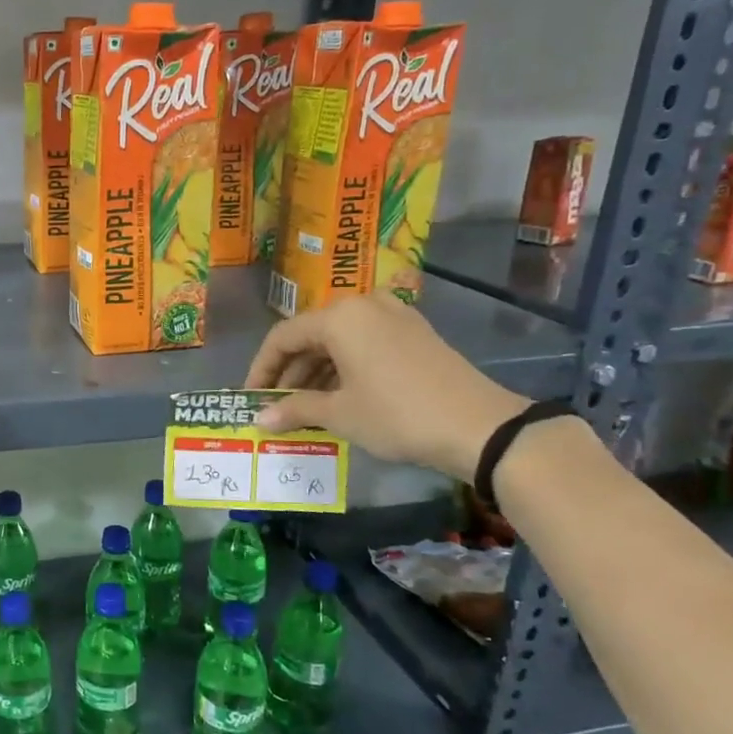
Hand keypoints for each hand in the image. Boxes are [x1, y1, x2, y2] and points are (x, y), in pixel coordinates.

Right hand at [243, 293, 527, 482]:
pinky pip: (365, 344)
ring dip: (316, 373)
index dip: (262, 369)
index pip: (283, 337)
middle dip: (290, 373)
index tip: (251, 398)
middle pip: (311, 336)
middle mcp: (365, 306)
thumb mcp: (340, 414)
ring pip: (339, 341)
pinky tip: (339, 398)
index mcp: (339, 317)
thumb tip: (258, 419)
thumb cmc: (396, 415)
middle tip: (277, 406)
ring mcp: (394, 317)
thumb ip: (294, 410)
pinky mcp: (416, 334)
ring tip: (305, 408)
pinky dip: (345, 368)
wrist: (480, 427)